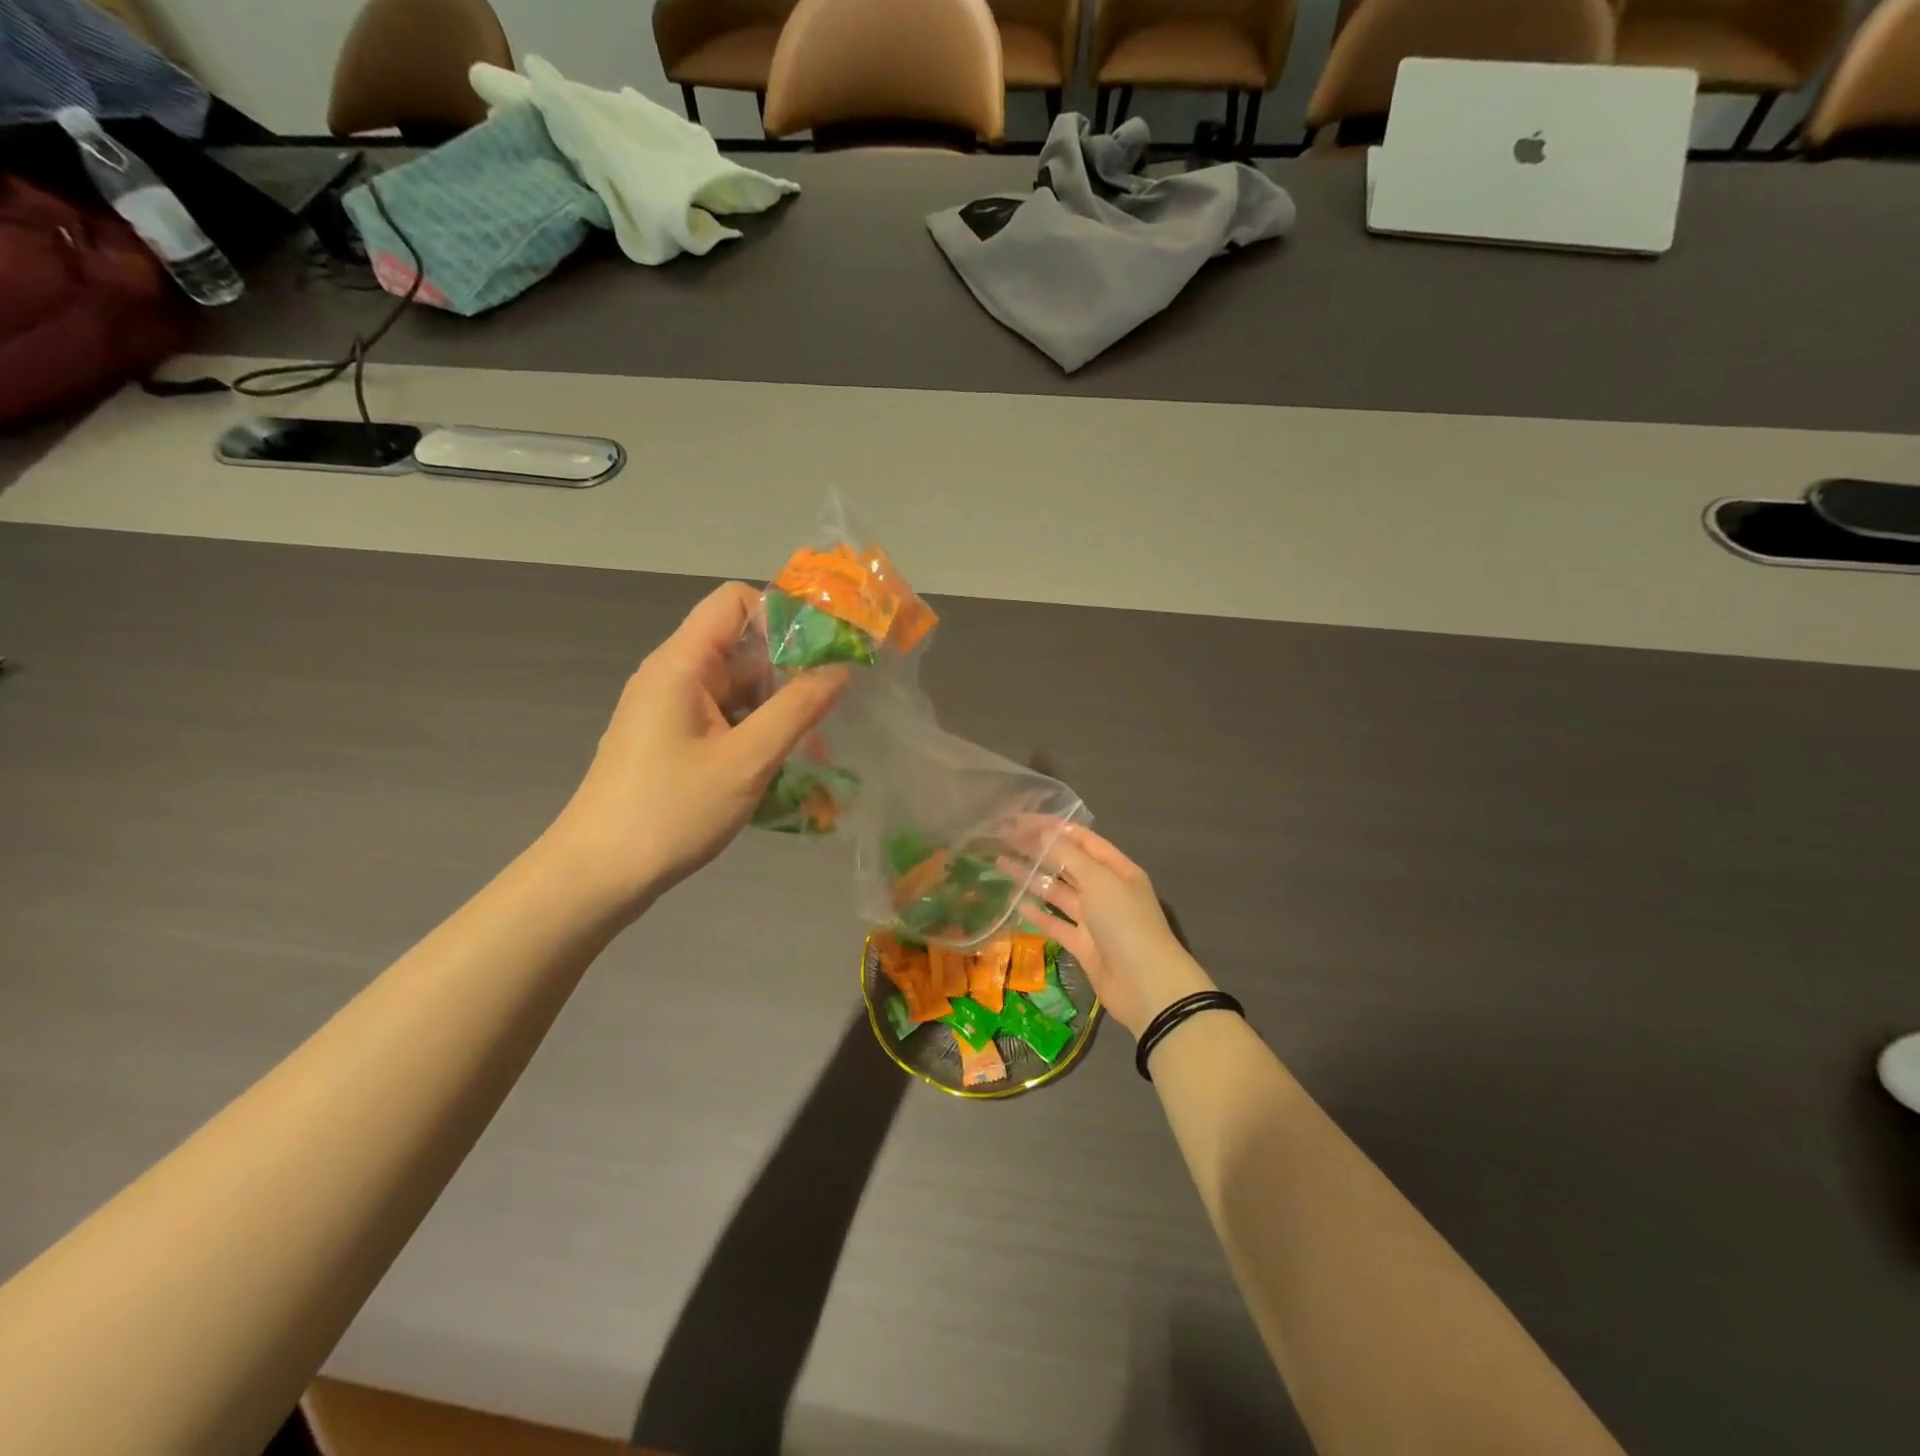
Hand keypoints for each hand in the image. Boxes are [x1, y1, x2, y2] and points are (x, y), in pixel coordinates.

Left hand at [546, 583, 847, 916]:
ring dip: (775, 709)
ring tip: (811, 749)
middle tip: (830, 707)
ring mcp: (668, 709)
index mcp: (681, 663)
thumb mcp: (747, 760)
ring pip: (735, 687)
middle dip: (789, 671)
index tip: (823, 651)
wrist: (596, 875)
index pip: (735, 600)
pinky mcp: (669, 739)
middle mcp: (672, 675)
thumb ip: (798, 709)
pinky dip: (753, 732)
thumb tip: (841, 669)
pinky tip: (777, 766)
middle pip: (740, 646)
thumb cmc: (671, 811)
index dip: (782, 615)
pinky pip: (721, 717)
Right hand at [1021, 826, 1215, 1039]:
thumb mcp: (1099, 881)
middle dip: (1038, 851)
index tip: (1019, 821)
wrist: (1146, 985)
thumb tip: (1042, 834)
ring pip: (1058, 892)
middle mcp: (1105, 889)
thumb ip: (1068, 856)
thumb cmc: (1125, 923)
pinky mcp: (1082, 945)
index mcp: (1117, 869)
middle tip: (1003, 840)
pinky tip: (1015, 902)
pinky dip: (1037, 913)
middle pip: (1067, 863)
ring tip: (1000, 864)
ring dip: (1032, 878)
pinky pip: (1056, 923)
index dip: (1052, 828)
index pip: (1081, 839)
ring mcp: (1094, 918)